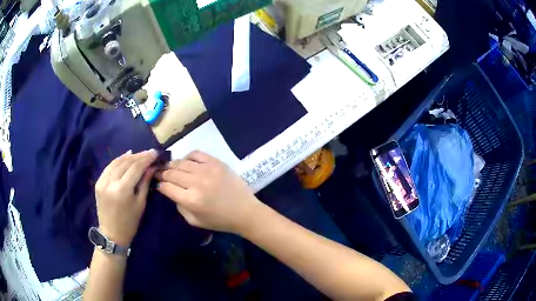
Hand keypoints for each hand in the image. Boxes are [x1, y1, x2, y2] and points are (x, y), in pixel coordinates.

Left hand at [95, 149, 158, 245]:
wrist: (112, 234)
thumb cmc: (130, 223)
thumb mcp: (140, 204)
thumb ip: (145, 183)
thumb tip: (151, 167)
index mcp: (122, 190)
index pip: (136, 167)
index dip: (146, 158)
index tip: (155, 152)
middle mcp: (110, 182)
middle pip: (126, 162)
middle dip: (139, 156)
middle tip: (149, 152)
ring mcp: (102, 181)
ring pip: (117, 162)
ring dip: (129, 156)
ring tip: (139, 154)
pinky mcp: (98, 182)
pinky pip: (109, 167)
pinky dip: (118, 160)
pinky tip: (126, 156)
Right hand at [156, 151, 260, 233]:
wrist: (244, 211)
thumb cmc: (219, 220)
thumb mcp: (194, 221)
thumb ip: (179, 206)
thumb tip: (170, 191)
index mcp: (190, 200)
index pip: (166, 187)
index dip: (159, 184)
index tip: (157, 183)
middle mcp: (196, 183)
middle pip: (171, 173)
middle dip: (162, 173)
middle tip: (159, 173)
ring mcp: (207, 170)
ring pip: (181, 162)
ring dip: (173, 164)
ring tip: (170, 167)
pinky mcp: (217, 163)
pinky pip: (196, 154)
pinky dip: (188, 156)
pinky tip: (187, 162)